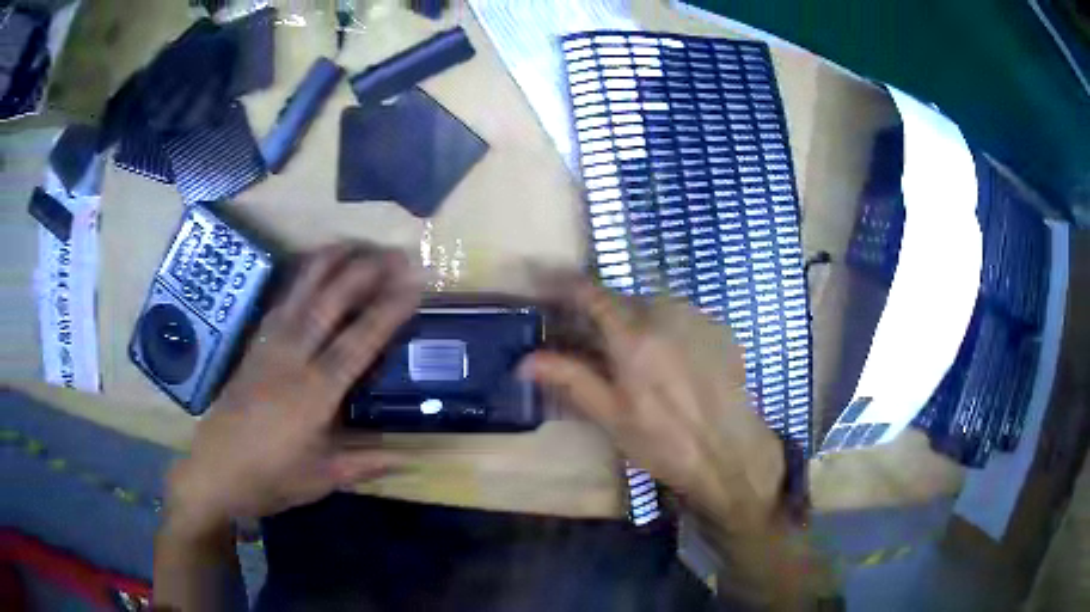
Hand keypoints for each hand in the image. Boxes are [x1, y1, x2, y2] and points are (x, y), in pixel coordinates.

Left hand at [165, 244, 421, 535]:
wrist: (215, 471)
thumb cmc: (271, 479)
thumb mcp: (322, 478)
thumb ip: (365, 464)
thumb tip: (408, 458)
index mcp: (314, 394)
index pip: (357, 343)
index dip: (387, 312)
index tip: (413, 284)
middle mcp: (291, 359)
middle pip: (329, 304)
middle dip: (364, 273)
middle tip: (395, 253)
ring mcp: (269, 347)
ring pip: (301, 293)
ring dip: (330, 264)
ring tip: (356, 243)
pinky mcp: (254, 347)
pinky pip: (281, 303)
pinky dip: (301, 280)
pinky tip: (313, 269)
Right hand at [519, 275, 785, 530]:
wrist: (731, 453)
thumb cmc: (666, 442)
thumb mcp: (612, 417)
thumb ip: (571, 380)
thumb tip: (526, 360)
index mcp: (635, 337)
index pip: (591, 293)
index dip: (562, 282)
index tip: (542, 280)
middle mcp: (667, 314)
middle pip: (623, 296)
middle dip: (600, 308)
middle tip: (586, 333)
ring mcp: (698, 318)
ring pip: (654, 303)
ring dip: (634, 316)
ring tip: (630, 351)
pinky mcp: (720, 328)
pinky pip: (681, 314)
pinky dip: (664, 325)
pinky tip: (668, 358)